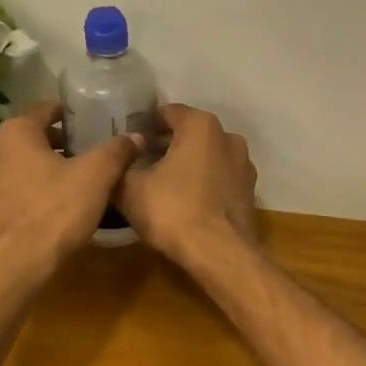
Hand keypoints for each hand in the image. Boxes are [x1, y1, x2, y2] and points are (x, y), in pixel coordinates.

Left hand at [0, 102, 140, 279]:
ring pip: (17, 167)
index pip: (44, 110)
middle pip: (30, 139)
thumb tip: (136, 136)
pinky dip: (27, 194)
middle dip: (56, 144)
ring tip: (69, 182)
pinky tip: (47, 208)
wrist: (14, 267)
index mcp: (16, 133)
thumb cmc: (55, 211)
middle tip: (84, 153)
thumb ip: (116, 151)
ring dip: (40, 170)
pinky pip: (9, 194)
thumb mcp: (97, 177)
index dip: (68, 114)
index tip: (88, 121)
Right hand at [114, 104, 257, 264]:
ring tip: (160, 184)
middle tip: (139, 164)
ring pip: (206, 156)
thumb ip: (120, 166)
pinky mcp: (249, 192)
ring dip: (185, 165)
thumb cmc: (172, 210)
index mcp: (201, 125)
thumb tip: (116, 160)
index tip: (127, 142)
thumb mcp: (130, 188)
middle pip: (189, 134)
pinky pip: (219, 178)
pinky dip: (202, 183)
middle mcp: (228, 137)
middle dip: (165, 145)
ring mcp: (243, 165)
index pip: (167, 112)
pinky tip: (185, 201)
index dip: (144, 125)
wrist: (219, 253)